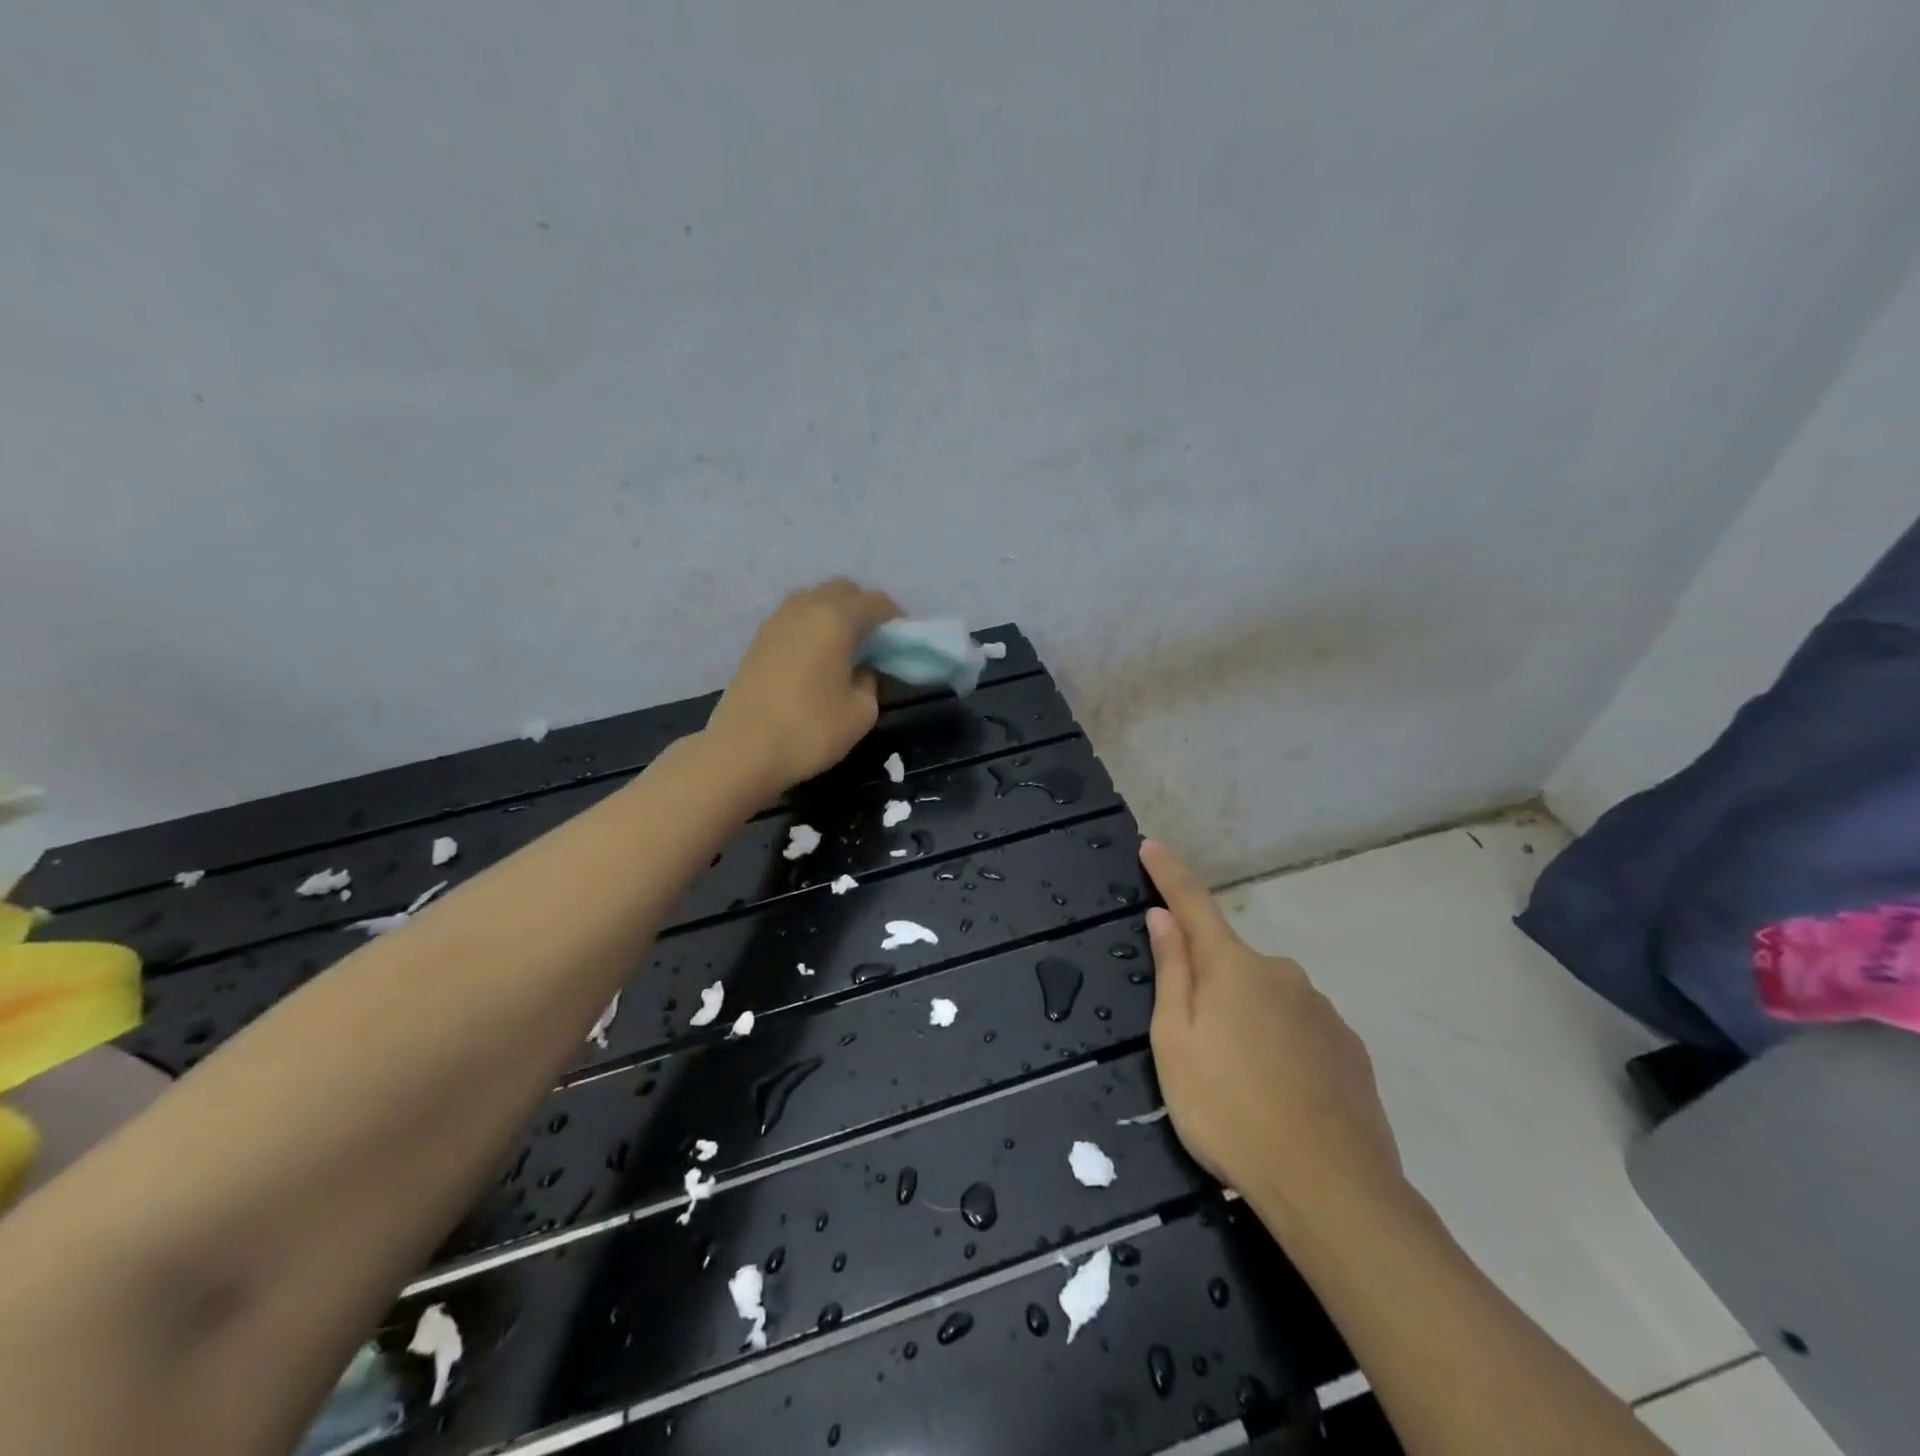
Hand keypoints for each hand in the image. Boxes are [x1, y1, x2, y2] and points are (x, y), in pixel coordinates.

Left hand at [706, 579, 901, 797]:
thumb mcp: (861, 712)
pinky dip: (812, 627)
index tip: (903, 640)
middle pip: (842, 590)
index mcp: (835, 619)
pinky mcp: (758, 640)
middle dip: (863, 607)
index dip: (895, 617)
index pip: (875, 601)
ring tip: (845, 648)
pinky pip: (794, 618)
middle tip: (875, 640)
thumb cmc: (809, 730)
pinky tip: (817, 658)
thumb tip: (860, 670)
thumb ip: (870, 682)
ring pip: (813, 600)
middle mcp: (805, 608)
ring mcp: (776, 621)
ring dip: (834, 614)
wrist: (742, 750)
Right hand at [1141, 839, 1407, 1237]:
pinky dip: (1281, 1047)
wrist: (1332, 1189)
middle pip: (1231, 963)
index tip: (1152, 846)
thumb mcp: (1176, 1042)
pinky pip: (1300, 1031)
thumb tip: (1163, 918)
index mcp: (1233, 967)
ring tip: (1240, 1085)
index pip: (1193, 903)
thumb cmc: (1229, 1109)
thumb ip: (1172, 973)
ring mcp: (1322, 1010)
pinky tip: (1280, 1097)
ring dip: (1247, 1020)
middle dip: (1209, 983)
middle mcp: (1282, 974)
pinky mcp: (1350, 1049)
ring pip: (1268, 1000)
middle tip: (1196, 1046)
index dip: (1169, 874)